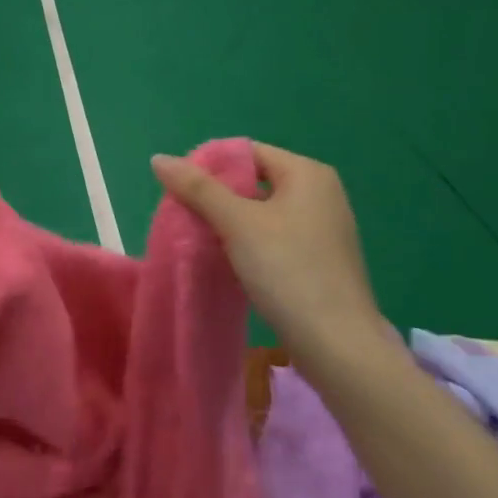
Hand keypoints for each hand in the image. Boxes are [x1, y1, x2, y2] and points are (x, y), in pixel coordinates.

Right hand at [152, 144, 383, 357]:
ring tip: (198, 237)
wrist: (338, 345)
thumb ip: (197, 188)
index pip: (247, 152)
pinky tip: (227, 259)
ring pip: (262, 212)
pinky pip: (274, 236)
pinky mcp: (319, 260)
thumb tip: (159, 158)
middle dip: (216, 195)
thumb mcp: (237, 223)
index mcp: (307, 173)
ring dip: (229, 221)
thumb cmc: (288, 270)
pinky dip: (248, 242)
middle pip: (254, 181)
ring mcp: (323, 228)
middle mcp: (321, 193)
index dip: (209, 165)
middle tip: (183, 213)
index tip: (178, 188)